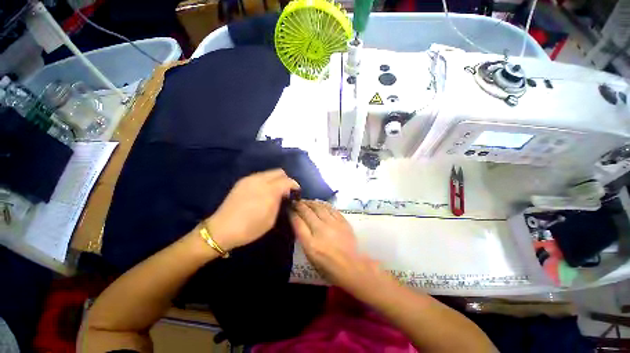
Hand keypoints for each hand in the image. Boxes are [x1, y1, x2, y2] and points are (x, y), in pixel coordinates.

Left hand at [205, 169, 299, 250]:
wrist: (222, 229)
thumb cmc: (250, 228)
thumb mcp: (271, 219)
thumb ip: (279, 202)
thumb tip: (284, 193)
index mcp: (269, 190)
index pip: (287, 181)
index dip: (294, 185)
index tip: (296, 192)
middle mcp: (260, 180)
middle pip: (279, 172)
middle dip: (285, 180)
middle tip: (285, 192)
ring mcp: (249, 179)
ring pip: (269, 173)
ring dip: (275, 180)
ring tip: (274, 192)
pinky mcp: (242, 181)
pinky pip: (260, 176)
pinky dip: (266, 181)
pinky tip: (263, 192)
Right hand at [290, 200, 381, 295]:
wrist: (351, 267)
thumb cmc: (328, 266)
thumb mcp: (310, 256)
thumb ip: (303, 237)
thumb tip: (297, 221)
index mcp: (310, 243)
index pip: (297, 222)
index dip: (292, 213)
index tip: (288, 208)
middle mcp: (321, 230)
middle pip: (307, 212)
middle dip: (299, 205)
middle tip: (295, 201)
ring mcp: (333, 224)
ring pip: (319, 207)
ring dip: (310, 202)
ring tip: (306, 201)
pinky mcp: (342, 221)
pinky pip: (331, 208)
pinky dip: (323, 204)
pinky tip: (319, 203)